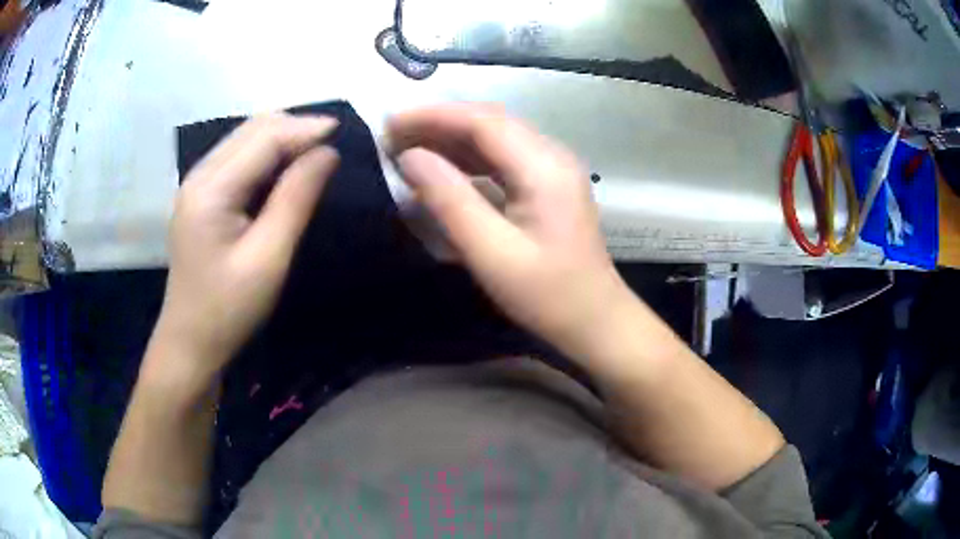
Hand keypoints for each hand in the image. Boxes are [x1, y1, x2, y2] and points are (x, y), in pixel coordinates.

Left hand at [152, 114, 339, 381]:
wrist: (190, 341)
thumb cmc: (228, 309)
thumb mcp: (268, 259)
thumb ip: (295, 199)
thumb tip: (328, 153)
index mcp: (211, 189)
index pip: (264, 138)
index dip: (305, 128)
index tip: (344, 129)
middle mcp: (199, 175)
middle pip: (252, 129)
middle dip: (295, 127)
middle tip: (333, 141)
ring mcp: (197, 184)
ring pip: (245, 138)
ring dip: (282, 137)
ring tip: (316, 150)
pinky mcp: (201, 196)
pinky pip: (238, 157)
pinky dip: (266, 154)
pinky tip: (286, 168)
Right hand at [388, 104, 629, 357]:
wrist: (596, 320)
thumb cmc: (547, 295)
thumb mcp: (491, 253)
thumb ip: (449, 200)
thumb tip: (410, 157)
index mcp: (544, 167)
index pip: (482, 121)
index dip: (432, 116)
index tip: (390, 123)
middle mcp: (552, 155)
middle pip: (489, 122)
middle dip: (438, 123)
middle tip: (392, 136)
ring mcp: (554, 169)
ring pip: (496, 137)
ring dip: (451, 138)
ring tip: (408, 147)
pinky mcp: (550, 185)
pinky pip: (504, 157)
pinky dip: (469, 157)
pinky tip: (444, 168)